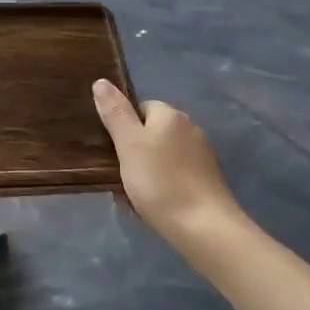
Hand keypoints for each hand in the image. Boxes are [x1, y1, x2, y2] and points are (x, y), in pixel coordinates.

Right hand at [92, 79, 238, 244]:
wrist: (205, 229)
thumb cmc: (160, 181)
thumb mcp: (128, 144)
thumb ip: (115, 112)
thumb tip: (101, 81)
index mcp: (170, 115)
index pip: (140, 108)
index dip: (123, 127)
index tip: (114, 151)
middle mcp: (189, 128)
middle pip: (152, 132)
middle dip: (135, 151)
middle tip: (120, 174)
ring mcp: (202, 155)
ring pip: (163, 155)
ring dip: (148, 170)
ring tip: (134, 194)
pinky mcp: (208, 181)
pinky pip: (176, 175)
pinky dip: (164, 185)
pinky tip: (156, 204)